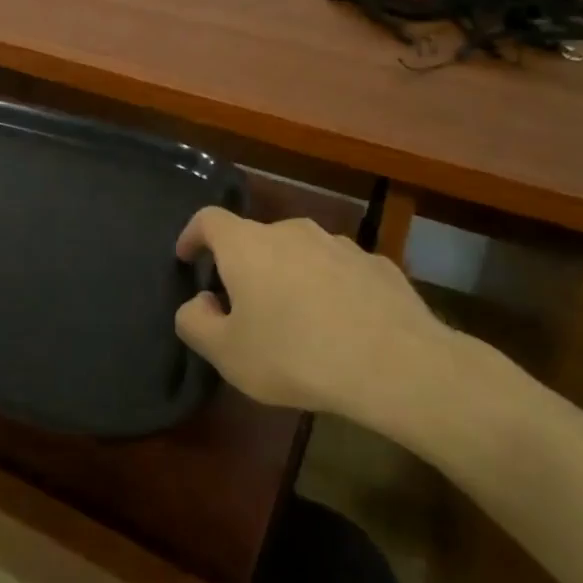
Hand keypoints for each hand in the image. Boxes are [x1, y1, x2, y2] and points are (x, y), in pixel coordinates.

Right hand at [173, 209, 473, 440]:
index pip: (208, 220)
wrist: (395, 363)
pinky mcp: (376, 263)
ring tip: (298, 320)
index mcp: (247, 245)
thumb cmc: (295, 355)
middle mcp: (290, 230)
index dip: (193, 235)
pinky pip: (339, 270)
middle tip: (245, 307)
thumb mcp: (228, 354)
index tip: (187, 257)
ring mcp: (338, 243)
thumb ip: (195, 323)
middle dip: (245, 266)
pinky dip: (330, 288)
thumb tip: (198, 302)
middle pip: (256, 239)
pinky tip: (342, 325)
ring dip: (290, 276)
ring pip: (300, 253)